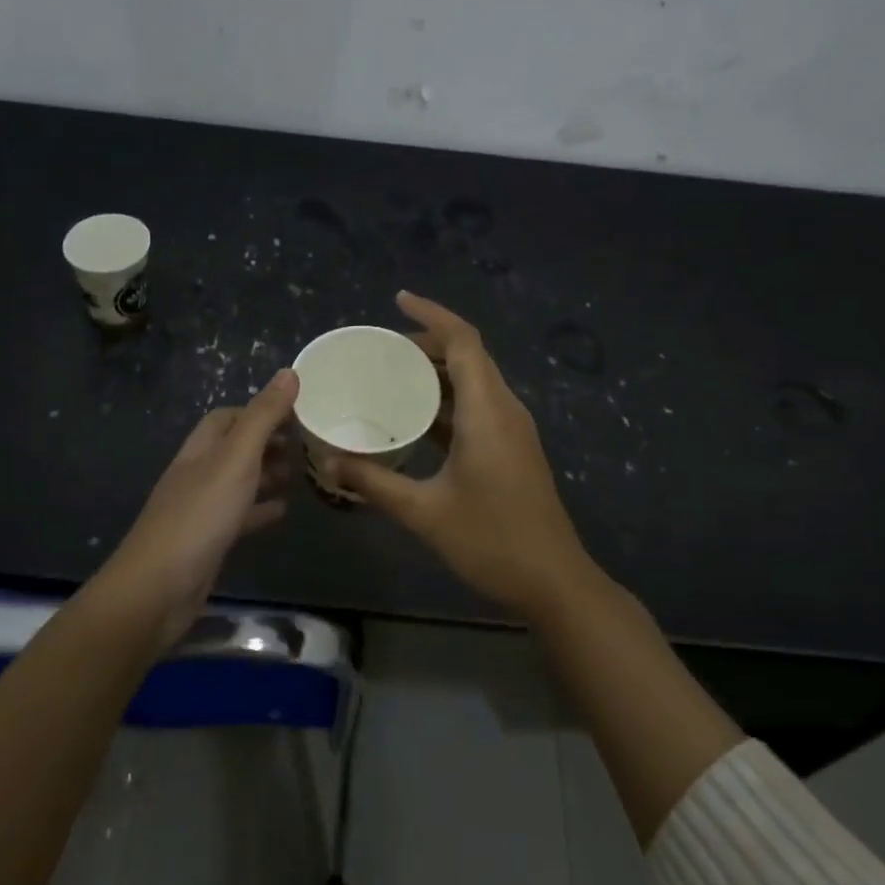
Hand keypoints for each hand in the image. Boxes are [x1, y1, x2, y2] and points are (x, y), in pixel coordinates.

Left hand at [101, 369, 297, 645]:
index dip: (258, 410)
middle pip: (234, 448)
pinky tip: (282, 512)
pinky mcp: (208, 541)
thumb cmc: (200, 516)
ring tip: (300, 473)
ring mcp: (201, 509)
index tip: (296, 412)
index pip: (228, 417)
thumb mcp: (236, 459)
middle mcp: (198, 474)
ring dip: (265, 474)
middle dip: (267, 442)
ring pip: (238, 482)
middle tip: (305, 443)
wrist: (158, 590)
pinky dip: (260, 509)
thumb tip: (289, 372)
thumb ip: (263, 417)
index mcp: (201, 449)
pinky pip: (239, 516)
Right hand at [330, 293, 597, 619]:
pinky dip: (449, 400)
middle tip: (383, 351)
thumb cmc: (492, 542)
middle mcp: (505, 410)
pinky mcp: (514, 449)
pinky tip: (418, 419)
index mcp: (488, 411)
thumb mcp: (425, 513)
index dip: (432, 315)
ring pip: (476, 381)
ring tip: (393, 377)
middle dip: (428, 343)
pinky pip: (480, 406)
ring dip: (439, 372)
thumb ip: (375, 483)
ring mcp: (514, 430)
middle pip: (470, 356)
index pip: (463, 341)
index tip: (398, 301)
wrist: (555, 583)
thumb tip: (329, 462)